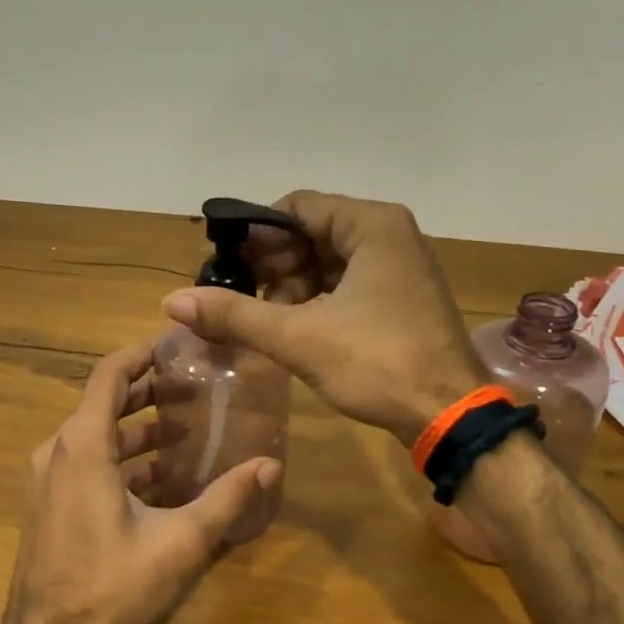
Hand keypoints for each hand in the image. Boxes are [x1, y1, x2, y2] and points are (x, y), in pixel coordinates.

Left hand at [4, 339, 281, 623]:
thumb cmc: (112, 587)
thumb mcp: (180, 542)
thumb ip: (227, 498)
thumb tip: (270, 465)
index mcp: (83, 446)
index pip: (109, 375)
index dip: (140, 354)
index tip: (174, 347)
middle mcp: (57, 453)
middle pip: (103, 404)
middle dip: (147, 395)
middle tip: (192, 394)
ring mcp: (46, 482)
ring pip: (94, 438)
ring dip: (135, 432)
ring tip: (182, 436)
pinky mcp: (46, 507)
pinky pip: (84, 466)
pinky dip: (118, 462)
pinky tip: (156, 482)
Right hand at [162, 191, 485, 444]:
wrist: (450, 416)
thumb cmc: (378, 363)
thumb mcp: (299, 337)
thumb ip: (235, 314)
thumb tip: (172, 301)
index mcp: (372, 225)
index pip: (296, 206)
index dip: (256, 234)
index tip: (227, 267)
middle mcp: (390, 234)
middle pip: (312, 231)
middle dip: (273, 264)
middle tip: (241, 298)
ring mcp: (400, 266)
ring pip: (329, 260)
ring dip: (292, 285)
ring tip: (264, 319)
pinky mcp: (402, 296)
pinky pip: (348, 282)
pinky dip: (317, 298)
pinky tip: (294, 327)